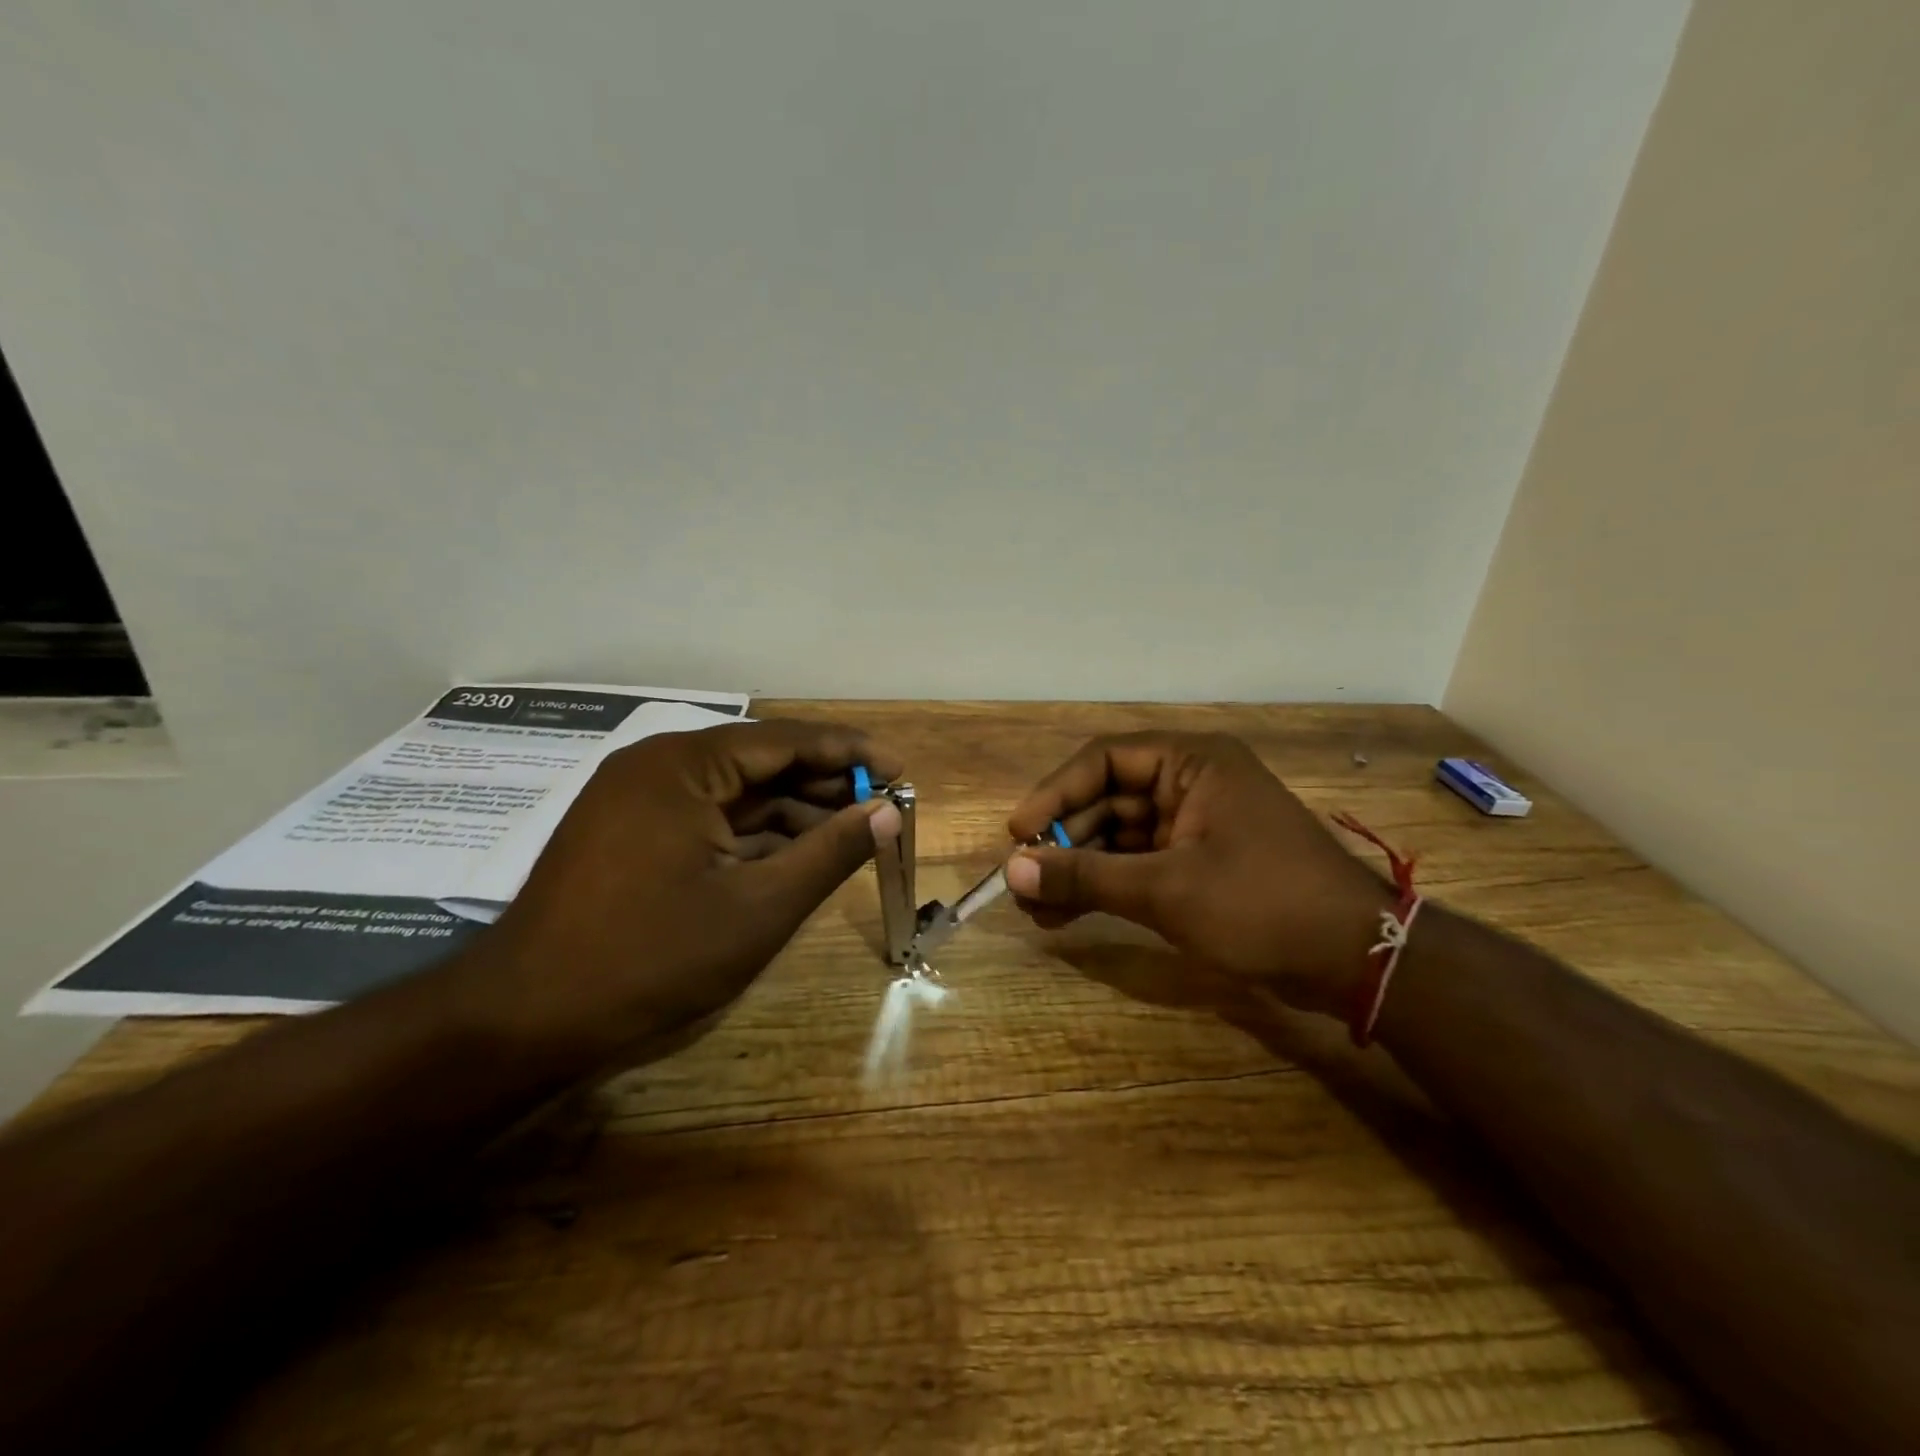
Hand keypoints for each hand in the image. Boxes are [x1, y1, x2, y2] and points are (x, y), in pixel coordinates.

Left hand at [463, 719, 902, 1070]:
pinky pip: (708, 819)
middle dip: (824, 784)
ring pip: (736, 793)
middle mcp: (658, 766)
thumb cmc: (651, 958)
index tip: (900, 770)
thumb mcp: (759, 908)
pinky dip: (754, 835)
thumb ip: (830, 853)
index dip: (850, 752)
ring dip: (792, 812)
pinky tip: (795, 855)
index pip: (786, 739)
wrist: (524, 1021)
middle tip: (882, 806)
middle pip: (761, 761)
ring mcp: (638, 800)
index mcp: (684, 765)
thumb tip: (888, 812)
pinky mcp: (630, 833)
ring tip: (850, 834)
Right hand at [1004, 732, 1392, 1016]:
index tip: (1019, 834)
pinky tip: (1069, 914)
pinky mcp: (1201, 862)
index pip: (1104, 760)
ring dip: (1079, 868)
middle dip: (1063, 841)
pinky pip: (1140, 863)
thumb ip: (1085, 877)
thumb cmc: (1261, 904)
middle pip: (1107, 799)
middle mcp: (1192, 783)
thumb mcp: (1165, 890)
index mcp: (1192, 763)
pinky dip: (1107, 885)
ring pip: (1119, 835)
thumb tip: (1012, 872)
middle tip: (1022, 881)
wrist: (1355, 959)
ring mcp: (1197, 824)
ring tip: (1036, 908)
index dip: (1055, 793)